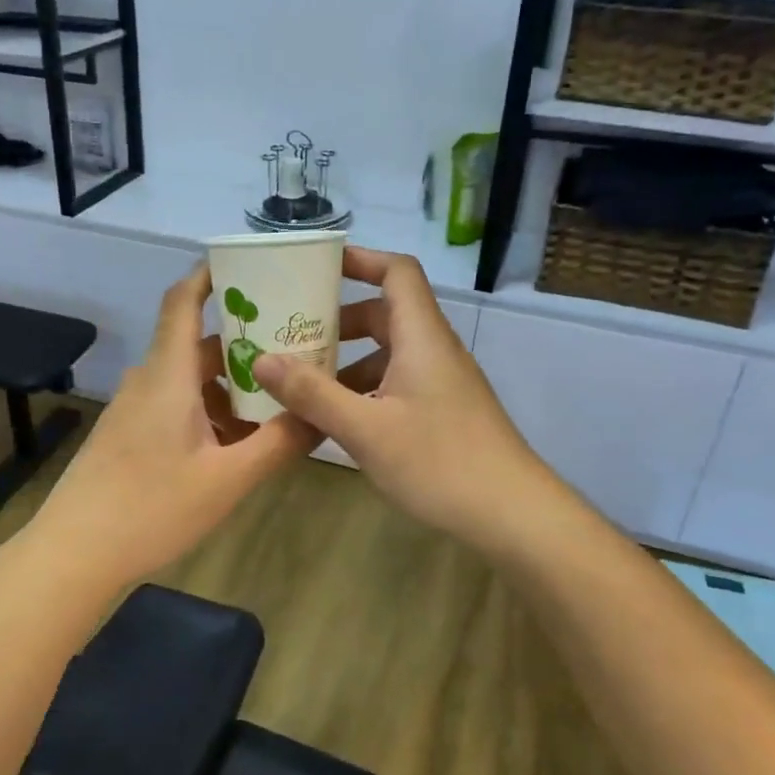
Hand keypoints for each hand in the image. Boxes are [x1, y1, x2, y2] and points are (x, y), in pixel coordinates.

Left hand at [32, 264, 318, 587]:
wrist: (73, 554)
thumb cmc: (150, 508)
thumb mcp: (227, 479)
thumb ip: (279, 443)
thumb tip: (322, 414)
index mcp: (168, 374)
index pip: (182, 300)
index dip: (210, 274)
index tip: (248, 265)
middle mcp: (149, 380)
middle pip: (197, 343)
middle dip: (243, 341)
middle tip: (293, 346)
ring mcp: (135, 409)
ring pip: (189, 379)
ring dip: (229, 383)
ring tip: (276, 398)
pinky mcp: (129, 434)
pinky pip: (176, 405)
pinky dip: (209, 409)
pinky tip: (237, 442)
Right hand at [252, 247, 562, 554]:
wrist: (512, 515)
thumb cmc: (440, 462)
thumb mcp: (366, 429)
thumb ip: (313, 394)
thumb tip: (261, 359)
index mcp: (421, 337)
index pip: (397, 272)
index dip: (361, 260)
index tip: (317, 266)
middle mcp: (433, 351)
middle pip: (385, 314)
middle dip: (339, 320)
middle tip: (295, 334)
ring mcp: (442, 383)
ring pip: (389, 354)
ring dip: (348, 362)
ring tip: (304, 383)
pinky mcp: (443, 412)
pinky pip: (397, 384)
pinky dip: (365, 390)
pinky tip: (338, 421)